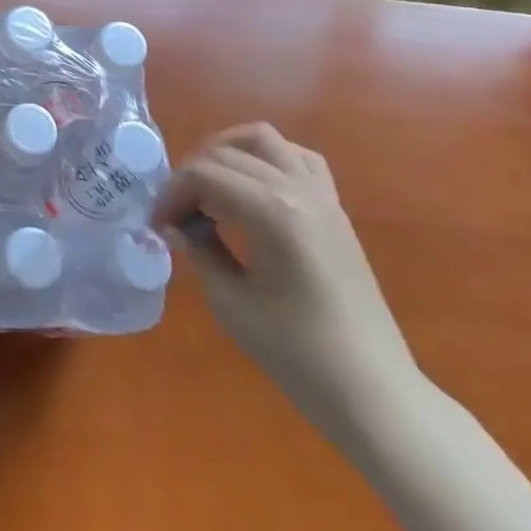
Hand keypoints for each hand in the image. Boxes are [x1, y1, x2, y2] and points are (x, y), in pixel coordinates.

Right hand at [152, 123, 417, 424]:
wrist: (372, 391)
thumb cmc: (298, 354)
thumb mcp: (231, 303)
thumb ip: (200, 250)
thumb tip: (179, 225)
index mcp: (271, 211)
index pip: (203, 175)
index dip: (171, 194)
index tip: (157, 225)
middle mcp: (296, 188)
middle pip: (226, 154)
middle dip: (191, 176)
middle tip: (175, 215)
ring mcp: (321, 194)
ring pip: (263, 139)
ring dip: (227, 151)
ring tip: (208, 187)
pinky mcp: (334, 207)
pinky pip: (298, 157)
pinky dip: (266, 158)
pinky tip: (252, 188)